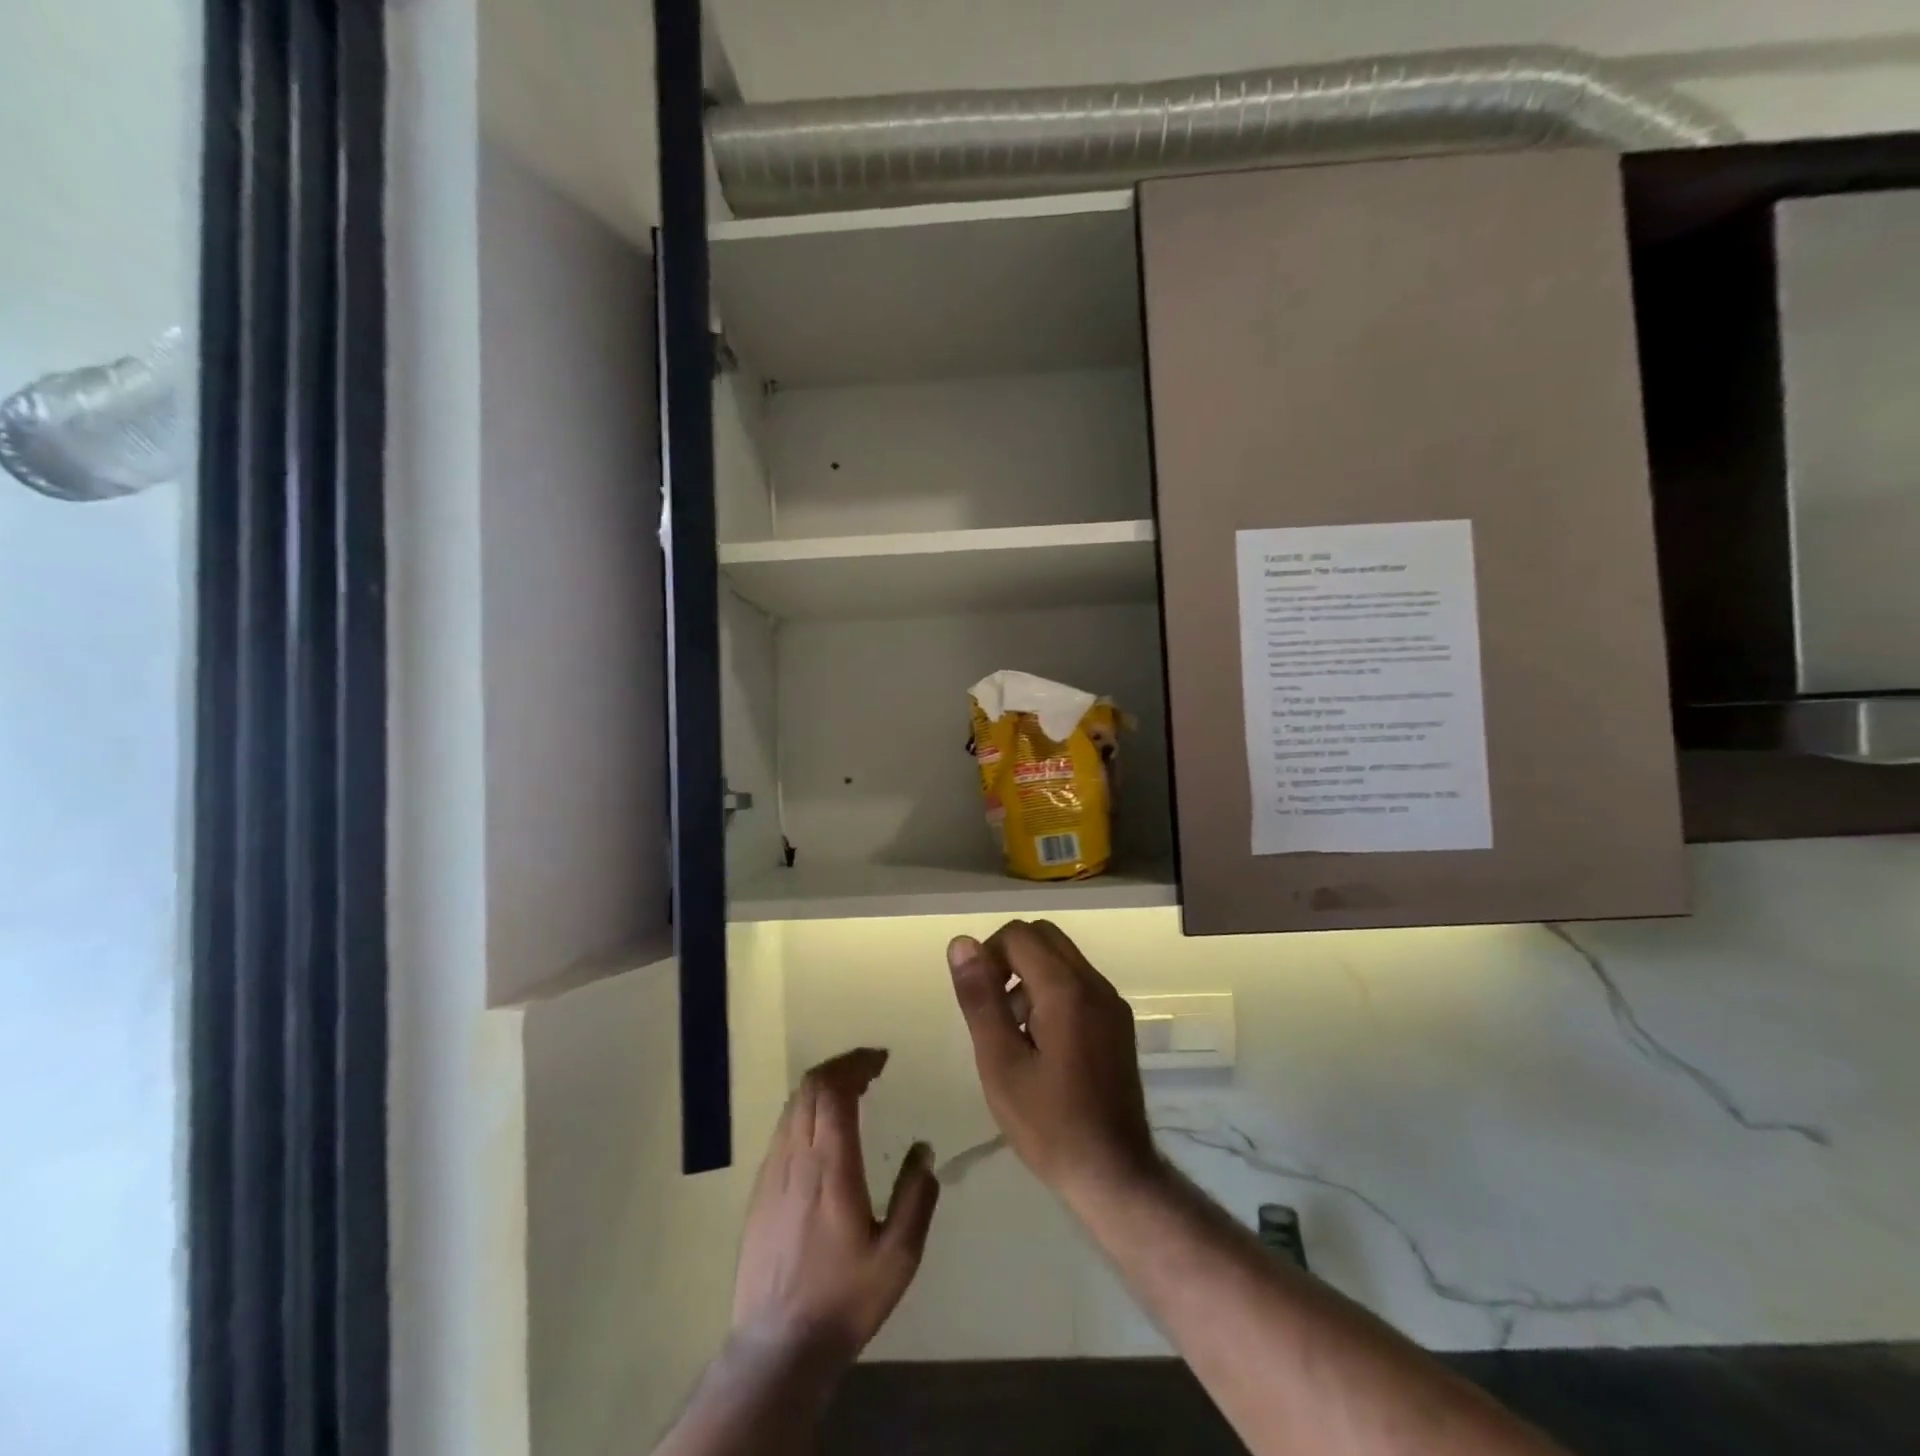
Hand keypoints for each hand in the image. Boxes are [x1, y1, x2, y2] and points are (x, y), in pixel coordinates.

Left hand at [730, 1048, 939, 1373]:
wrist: (777, 1347)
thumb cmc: (844, 1299)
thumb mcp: (899, 1257)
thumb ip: (915, 1198)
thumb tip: (923, 1150)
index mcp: (831, 1166)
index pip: (834, 1090)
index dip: (856, 1064)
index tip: (880, 1059)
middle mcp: (797, 1157)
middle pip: (811, 1087)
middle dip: (841, 1066)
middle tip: (870, 1069)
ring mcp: (772, 1172)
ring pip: (793, 1105)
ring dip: (822, 1086)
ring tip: (850, 1092)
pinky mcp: (760, 1191)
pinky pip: (783, 1129)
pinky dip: (806, 1111)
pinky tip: (823, 1131)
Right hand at [947, 920, 1161, 1208]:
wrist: (1114, 1174)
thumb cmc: (1049, 1124)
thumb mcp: (1000, 1063)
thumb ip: (980, 998)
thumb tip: (962, 943)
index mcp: (1066, 989)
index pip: (1018, 934)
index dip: (988, 954)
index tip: (977, 997)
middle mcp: (1094, 983)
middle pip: (1043, 936)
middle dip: (1009, 958)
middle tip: (992, 1010)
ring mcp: (1111, 1002)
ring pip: (1061, 958)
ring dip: (1030, 976)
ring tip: (1015, 1035)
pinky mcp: (1117, 1021)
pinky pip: (1078, 983)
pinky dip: (1052, 992)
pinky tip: (1041, 1044)